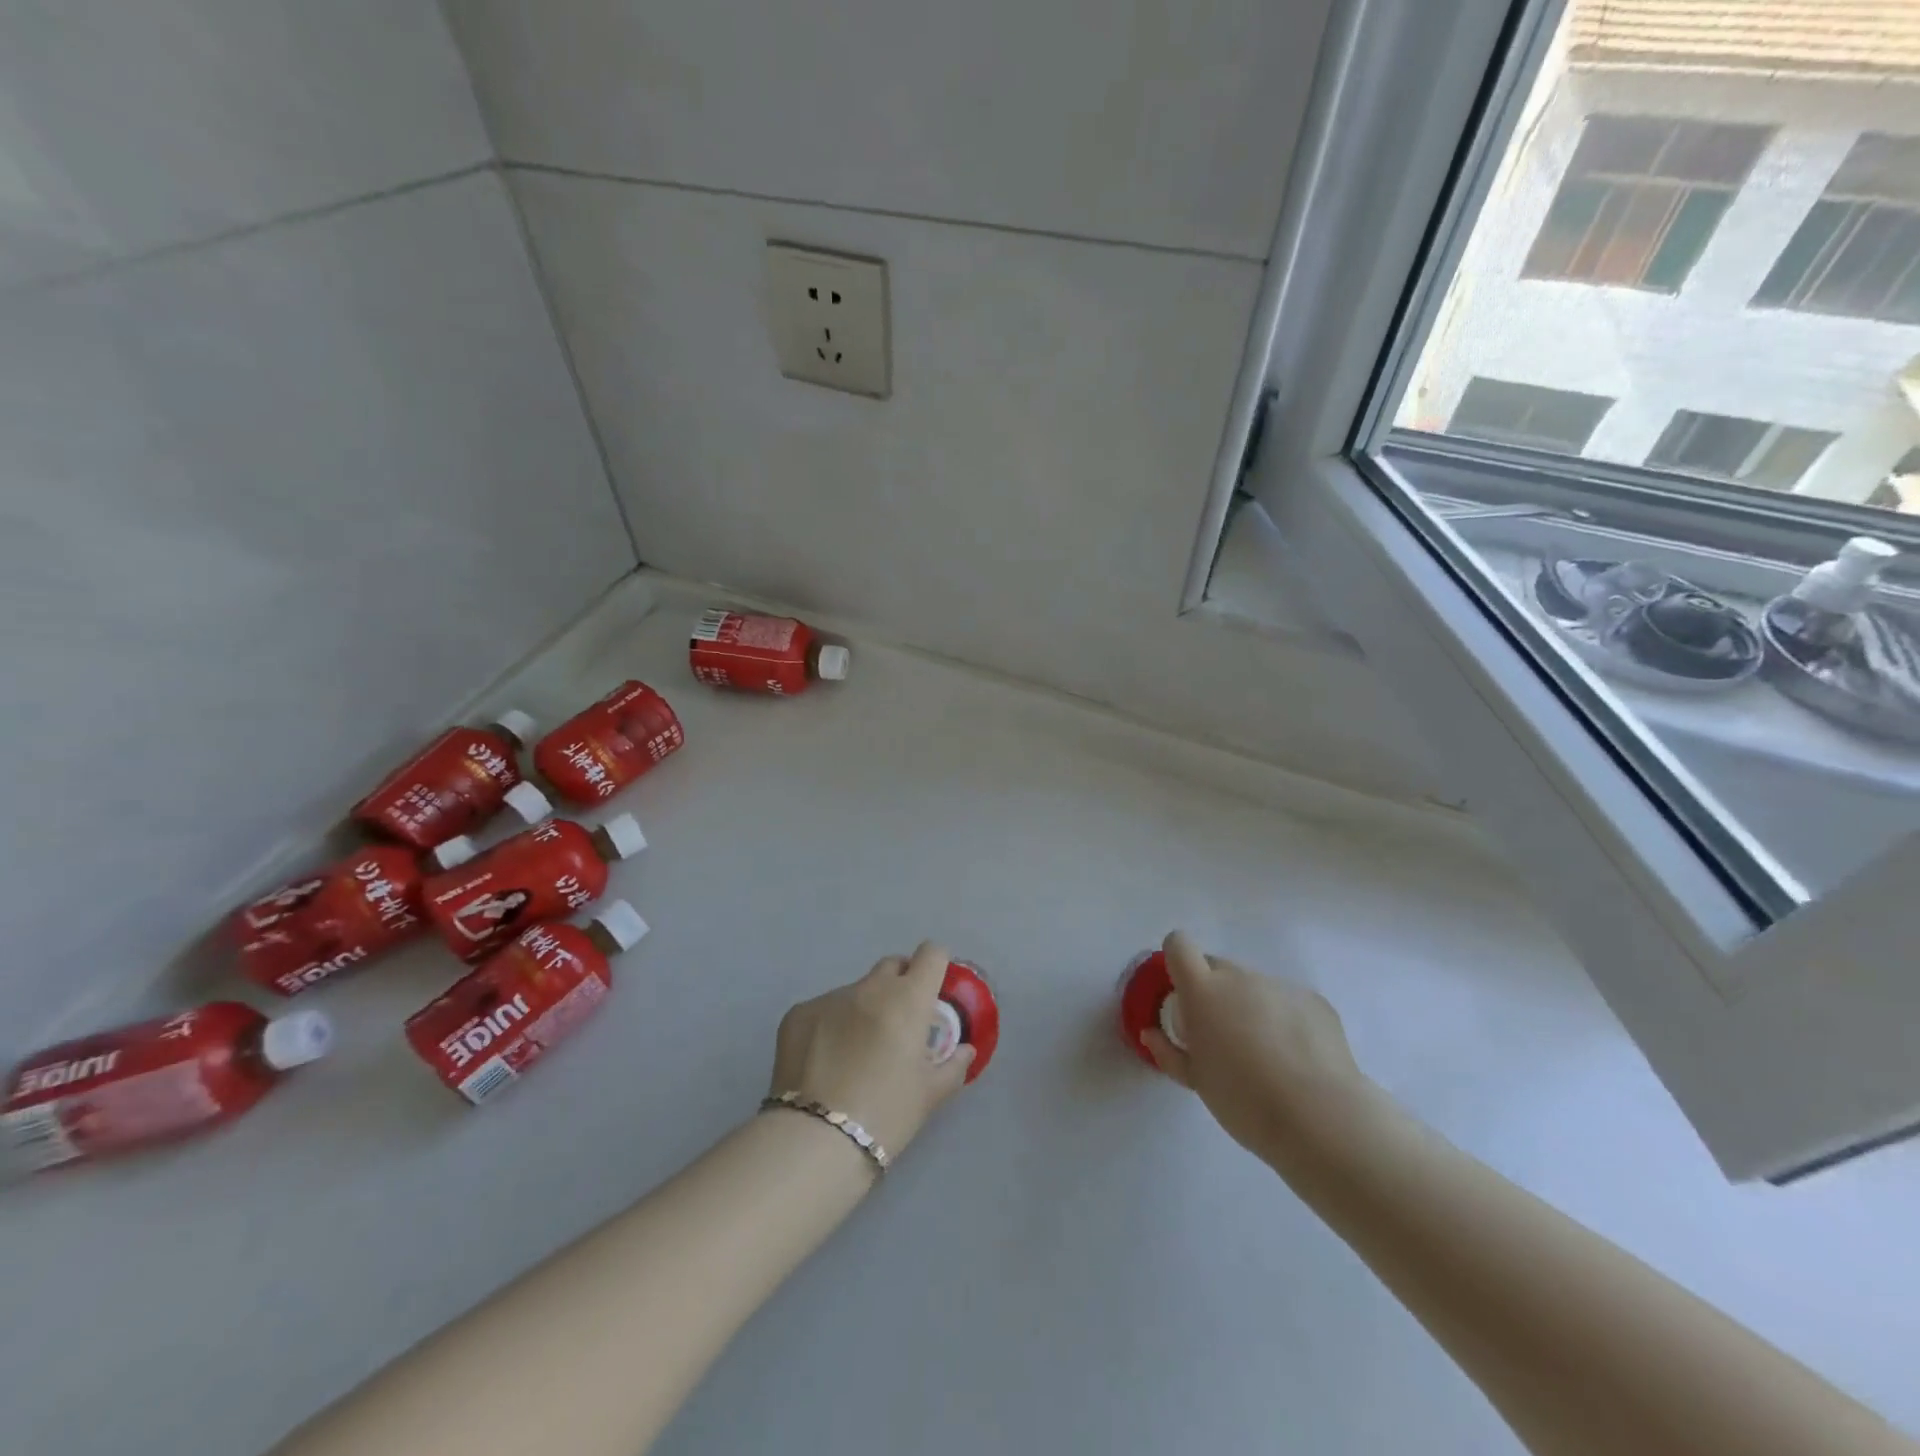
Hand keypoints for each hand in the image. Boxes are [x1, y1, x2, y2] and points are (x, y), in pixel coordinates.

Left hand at [770, 941, 974, 1158]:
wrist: (815, 1141)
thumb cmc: (886, 1115)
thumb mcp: (930, 1094)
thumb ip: (953, 1065)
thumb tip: (964, 1049)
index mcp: (907, 999)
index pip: (931, 954)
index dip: (936, 966)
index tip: (934, 988)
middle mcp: (869, 988)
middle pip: (892, 966)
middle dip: (900, 984)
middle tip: (899, 1022)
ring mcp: (829, 997)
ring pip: (855, 991)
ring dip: (863, 1009)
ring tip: (855, 1053)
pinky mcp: (798, 1013)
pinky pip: (823, 1010)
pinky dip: (830, 1026)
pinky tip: (825, 1063)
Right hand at [1141, 931, 1374, 1161]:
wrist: (1319, 1118)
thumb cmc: (1243, 1100)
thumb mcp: (1196, 1081)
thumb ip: (1168, 1051)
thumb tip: (1151, 1033)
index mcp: (1203, 990)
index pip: (1179, 945)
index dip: (1176, 962)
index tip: (1181, 993)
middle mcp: (1240, 978)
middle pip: (1217, 968)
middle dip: (1213, 993)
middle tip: (1222, 1037)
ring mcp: (1280, 986)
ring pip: (1254, 988)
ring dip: (1250, 1009)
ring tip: (1266, 1057)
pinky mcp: (1314, 1001)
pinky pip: (1287, 1002)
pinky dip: (1285, 1021)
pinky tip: (1297, 1060)